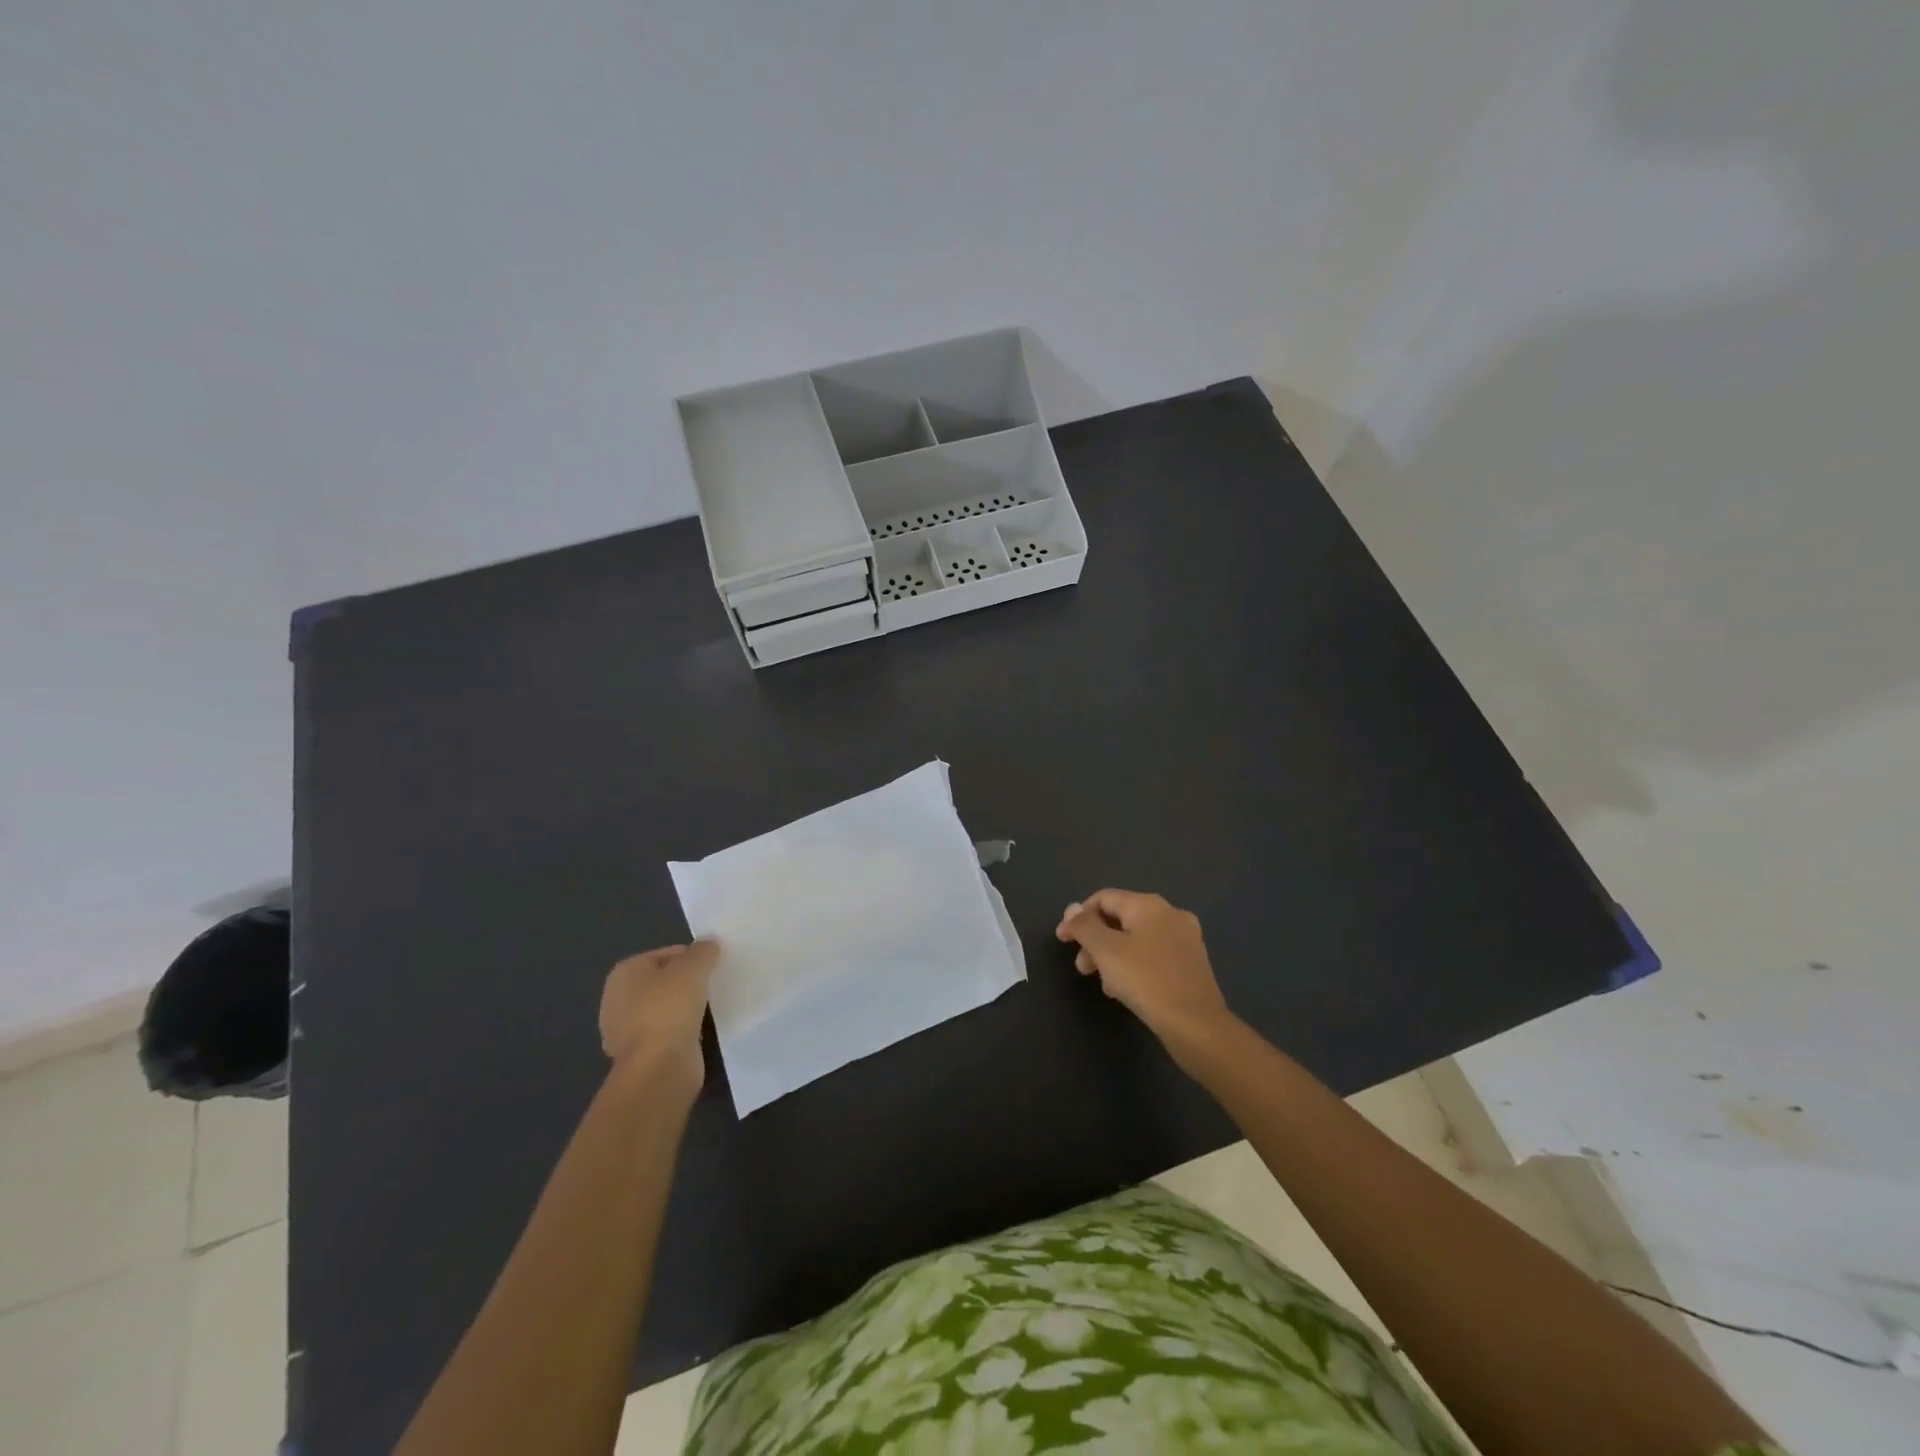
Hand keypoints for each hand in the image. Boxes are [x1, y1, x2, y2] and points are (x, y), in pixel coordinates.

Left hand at [598, 941, 719, 1090]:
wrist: (658, 1069)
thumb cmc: (670, 1009)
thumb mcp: (693, 969)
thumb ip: (703, 951)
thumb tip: (708, 944)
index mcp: (624, 973)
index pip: (666, 954)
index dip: (692, 957)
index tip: (713, 968)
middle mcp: (617, 999)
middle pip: (664, 981)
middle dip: (687, 982)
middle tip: (713, 985)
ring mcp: (625, 1030)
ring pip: (665, 1007)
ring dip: (685, 1007)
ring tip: (710, 1007)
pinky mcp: (639, 1054)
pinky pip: (666, 1032)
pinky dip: (681, 1030)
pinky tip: (699, 1030)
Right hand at [1056, 891, 1232, 1054]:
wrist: (1196, 1026)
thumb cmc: (1146, 981)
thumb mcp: (1106, 951)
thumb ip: (1085, 926)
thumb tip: (1072, 908)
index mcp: (1149, 905)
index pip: (1104, 898)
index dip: (1078, 916)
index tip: (1063, 941)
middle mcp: (1170, 914)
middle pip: (1121, 918)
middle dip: (1095, 940)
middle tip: (1082, 967)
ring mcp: (1185, 939)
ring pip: (1136, 939)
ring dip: (1112, 956)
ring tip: (1104, 984)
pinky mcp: (1192, 964)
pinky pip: (1153, 955)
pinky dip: (1133, 966)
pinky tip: (1126, 990)